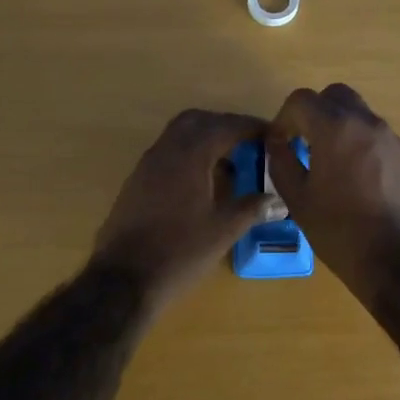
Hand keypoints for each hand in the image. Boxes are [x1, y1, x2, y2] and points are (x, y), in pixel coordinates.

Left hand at [92, 108, 279, 310]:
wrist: (124, 279)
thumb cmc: (179, 252)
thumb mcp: (223, 231)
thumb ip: (250, 208)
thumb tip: (275, 200)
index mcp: (189, 156)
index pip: (224, 127)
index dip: (250, 127)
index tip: (271, 133)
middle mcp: (165, 151)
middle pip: (197, 121)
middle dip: (224, 125)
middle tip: (248, 142)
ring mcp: (146, 166)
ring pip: (178, 136)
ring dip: (204, 139)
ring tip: (229, 162)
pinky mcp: (136, 183)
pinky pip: (166, 154)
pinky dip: (188, 156)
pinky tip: (202, 182)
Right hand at [267, 83, 399, 301]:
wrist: (399, 260)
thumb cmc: (340, 230)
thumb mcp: (298, 200)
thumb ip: (281, 163)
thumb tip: (277, 143)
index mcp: (336, 128)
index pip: (301, 99)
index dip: (284, 117)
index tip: (281, 143)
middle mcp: (368, 123)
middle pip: (336, 96)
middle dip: (316, 113)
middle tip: (304, 143)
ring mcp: (394, 140)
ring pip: (361, 116)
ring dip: (341, 129)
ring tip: (331, 166)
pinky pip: (379, 141)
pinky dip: (363, 148)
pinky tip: (358, 185)